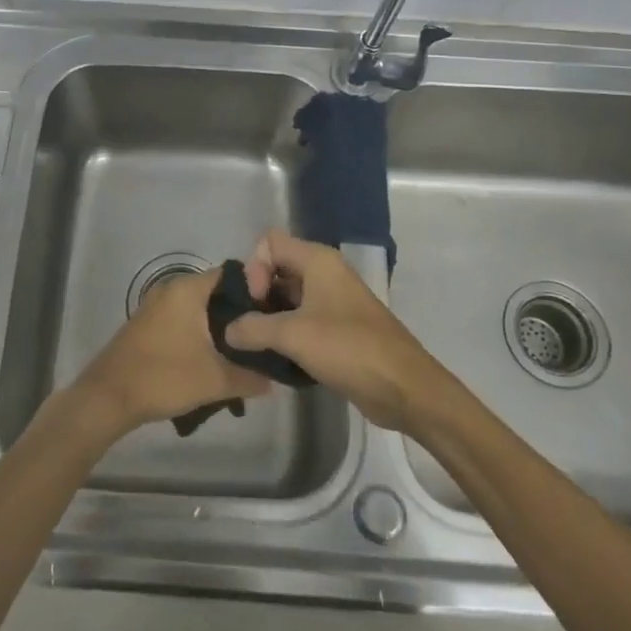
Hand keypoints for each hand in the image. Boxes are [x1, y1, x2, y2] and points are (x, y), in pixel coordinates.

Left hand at [72, 266, 271, 434]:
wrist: (108, 396)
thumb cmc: (164, 377)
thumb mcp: (215, 380)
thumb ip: (250, 377)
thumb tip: (274, 381)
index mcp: (188, 288)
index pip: (233, 276)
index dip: (257, 293)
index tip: (273, 315)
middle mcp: (172, 288)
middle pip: (216, 292)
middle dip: (240, 314)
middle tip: (262, 336)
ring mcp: (156, 305)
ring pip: (199, 308)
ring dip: (219, 326)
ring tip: (243, 350)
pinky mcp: (148, 323)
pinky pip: (183, 318)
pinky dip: (199, 332)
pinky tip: (212, 356)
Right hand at [228, 229, 449, 431]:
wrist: (404, 387)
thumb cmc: (348, 348)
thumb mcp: (293, 336)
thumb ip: (253, 328)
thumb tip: (227, 330)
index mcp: (318, 260)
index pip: (270, 243)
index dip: (255, 268)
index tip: (255, 302)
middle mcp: (325, 273)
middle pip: (277, 269)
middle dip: (257, 295)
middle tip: (248, 329)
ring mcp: (333, 301)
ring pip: (288, 298)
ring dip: (269, 318)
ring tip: (256, 347)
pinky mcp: (338, 329)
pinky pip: (302, 320)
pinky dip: (286, 334)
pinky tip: (276, 360)